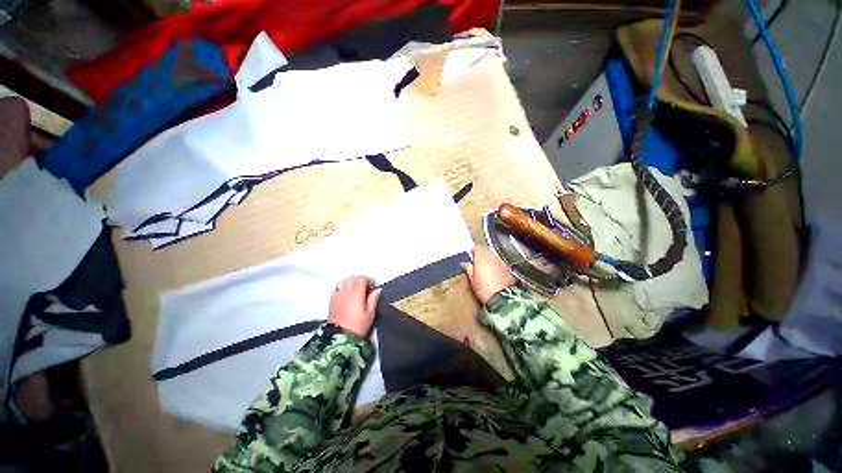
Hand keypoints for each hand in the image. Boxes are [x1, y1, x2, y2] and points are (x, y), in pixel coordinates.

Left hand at [328, 276, 380, 337]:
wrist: (340, 338)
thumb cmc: (358, 326)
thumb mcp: (370, 313)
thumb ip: (373, 299)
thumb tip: (377, 290)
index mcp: (356, 292)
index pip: (363, 279)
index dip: (370, 281)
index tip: (374, 287)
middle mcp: (345, 290)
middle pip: (353, 278)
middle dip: (361, 280)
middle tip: (367, 288)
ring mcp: (337, 295)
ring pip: (344, 281)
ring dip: (352, 282)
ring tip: (357, 289)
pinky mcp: (331, 301)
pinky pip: (338, 288)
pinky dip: (344, 287)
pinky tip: (347, 294)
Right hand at [462, 245, 515, 304]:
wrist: (503, 299)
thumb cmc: (484, 288)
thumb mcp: (472, 280)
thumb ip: (469, 269)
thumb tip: (466, 263)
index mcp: (482, 256)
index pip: (477, 247)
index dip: (473, 251)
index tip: (470, 257)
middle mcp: (493, 256)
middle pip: (486, 251)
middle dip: (481, 256)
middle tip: (476, 264)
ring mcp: (502, 262)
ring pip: (493, 257)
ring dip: (489, 261)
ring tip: (485, 271)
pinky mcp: (508, 269)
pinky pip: (499, 264)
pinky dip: (496, 267)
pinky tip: (493, 275)